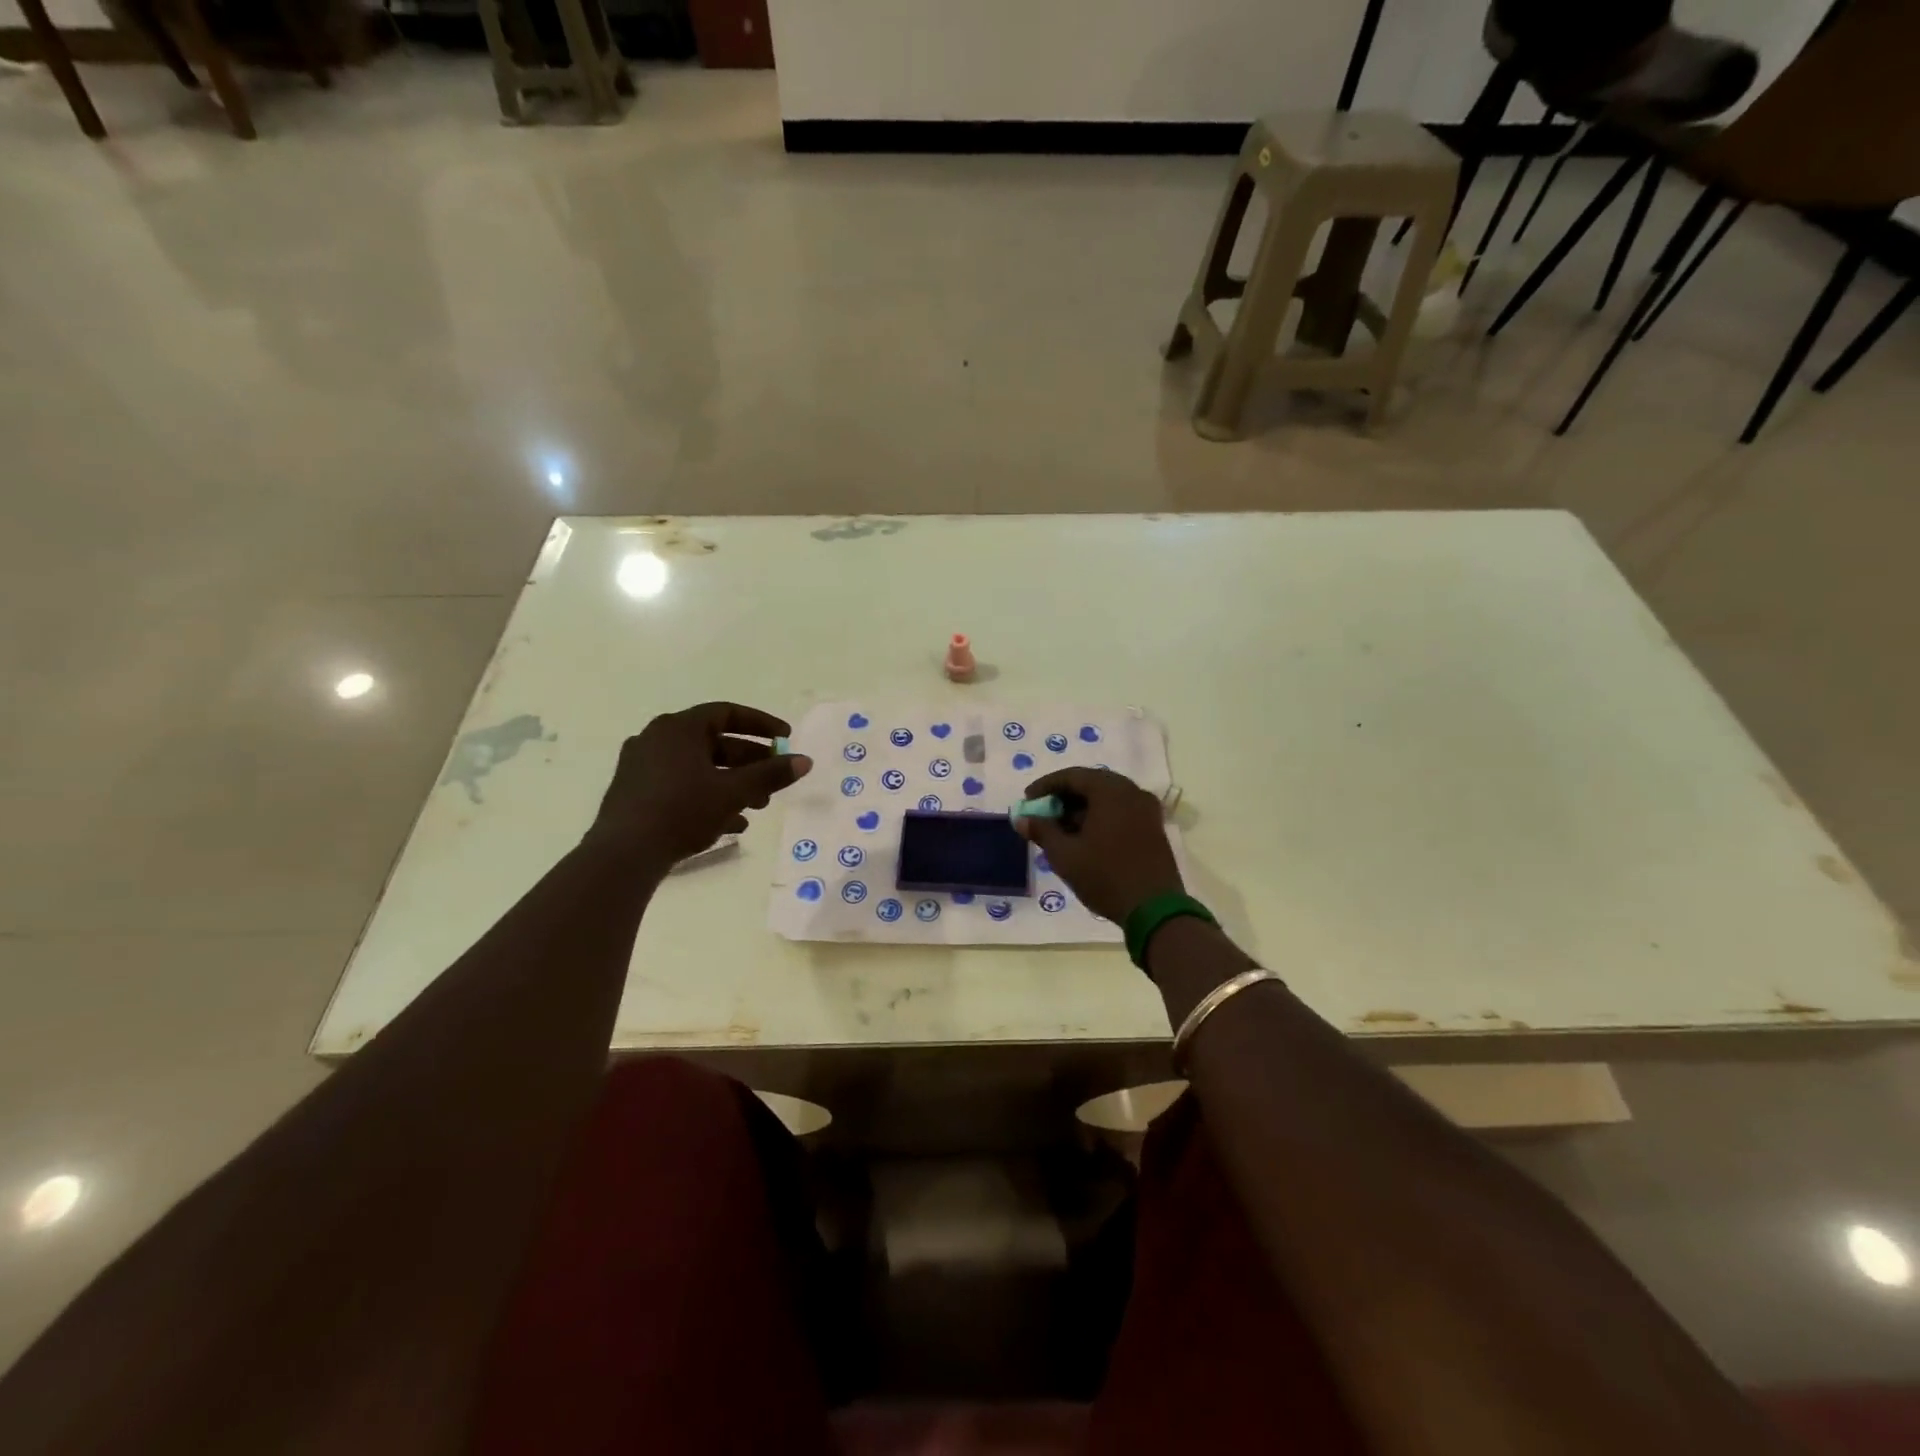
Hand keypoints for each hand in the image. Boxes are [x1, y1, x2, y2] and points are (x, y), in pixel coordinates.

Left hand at [586, 702, 811, 872]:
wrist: (624, 853)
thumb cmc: (682, 810)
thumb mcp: (734, 791)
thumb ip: (771, 774)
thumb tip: (804, 761)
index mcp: (678, 728)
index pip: (727, 713)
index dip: (761, 724)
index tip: (785, 738)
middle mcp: (656, 739)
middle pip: (714, 743)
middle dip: (749, 762)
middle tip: (774, 780)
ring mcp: (642, 766)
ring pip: (699, 768)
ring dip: (732, 783)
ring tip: (758, 807)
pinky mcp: (635, 793)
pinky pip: (681, 786)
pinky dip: (708, 797)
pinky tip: (730, 825)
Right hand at [1015, 767, 1182, 924]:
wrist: (1154, 909)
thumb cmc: (1105, 876)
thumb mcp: (1065, 855)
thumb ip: (1042, 831)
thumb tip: (1022, 819)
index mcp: (1111, 791)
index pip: (1072, 776)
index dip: (1045, 786)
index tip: (1027, 800)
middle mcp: (1132, 791)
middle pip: (1091, 783)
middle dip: (1064, 796)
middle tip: (1043, 813)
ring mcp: (1147, 809)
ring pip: (1107, 798)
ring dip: (1082, 808)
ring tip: (1061, 828)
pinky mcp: (1154, 827)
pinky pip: (1121, 810)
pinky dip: (1100, 816)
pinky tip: (1085, 837)